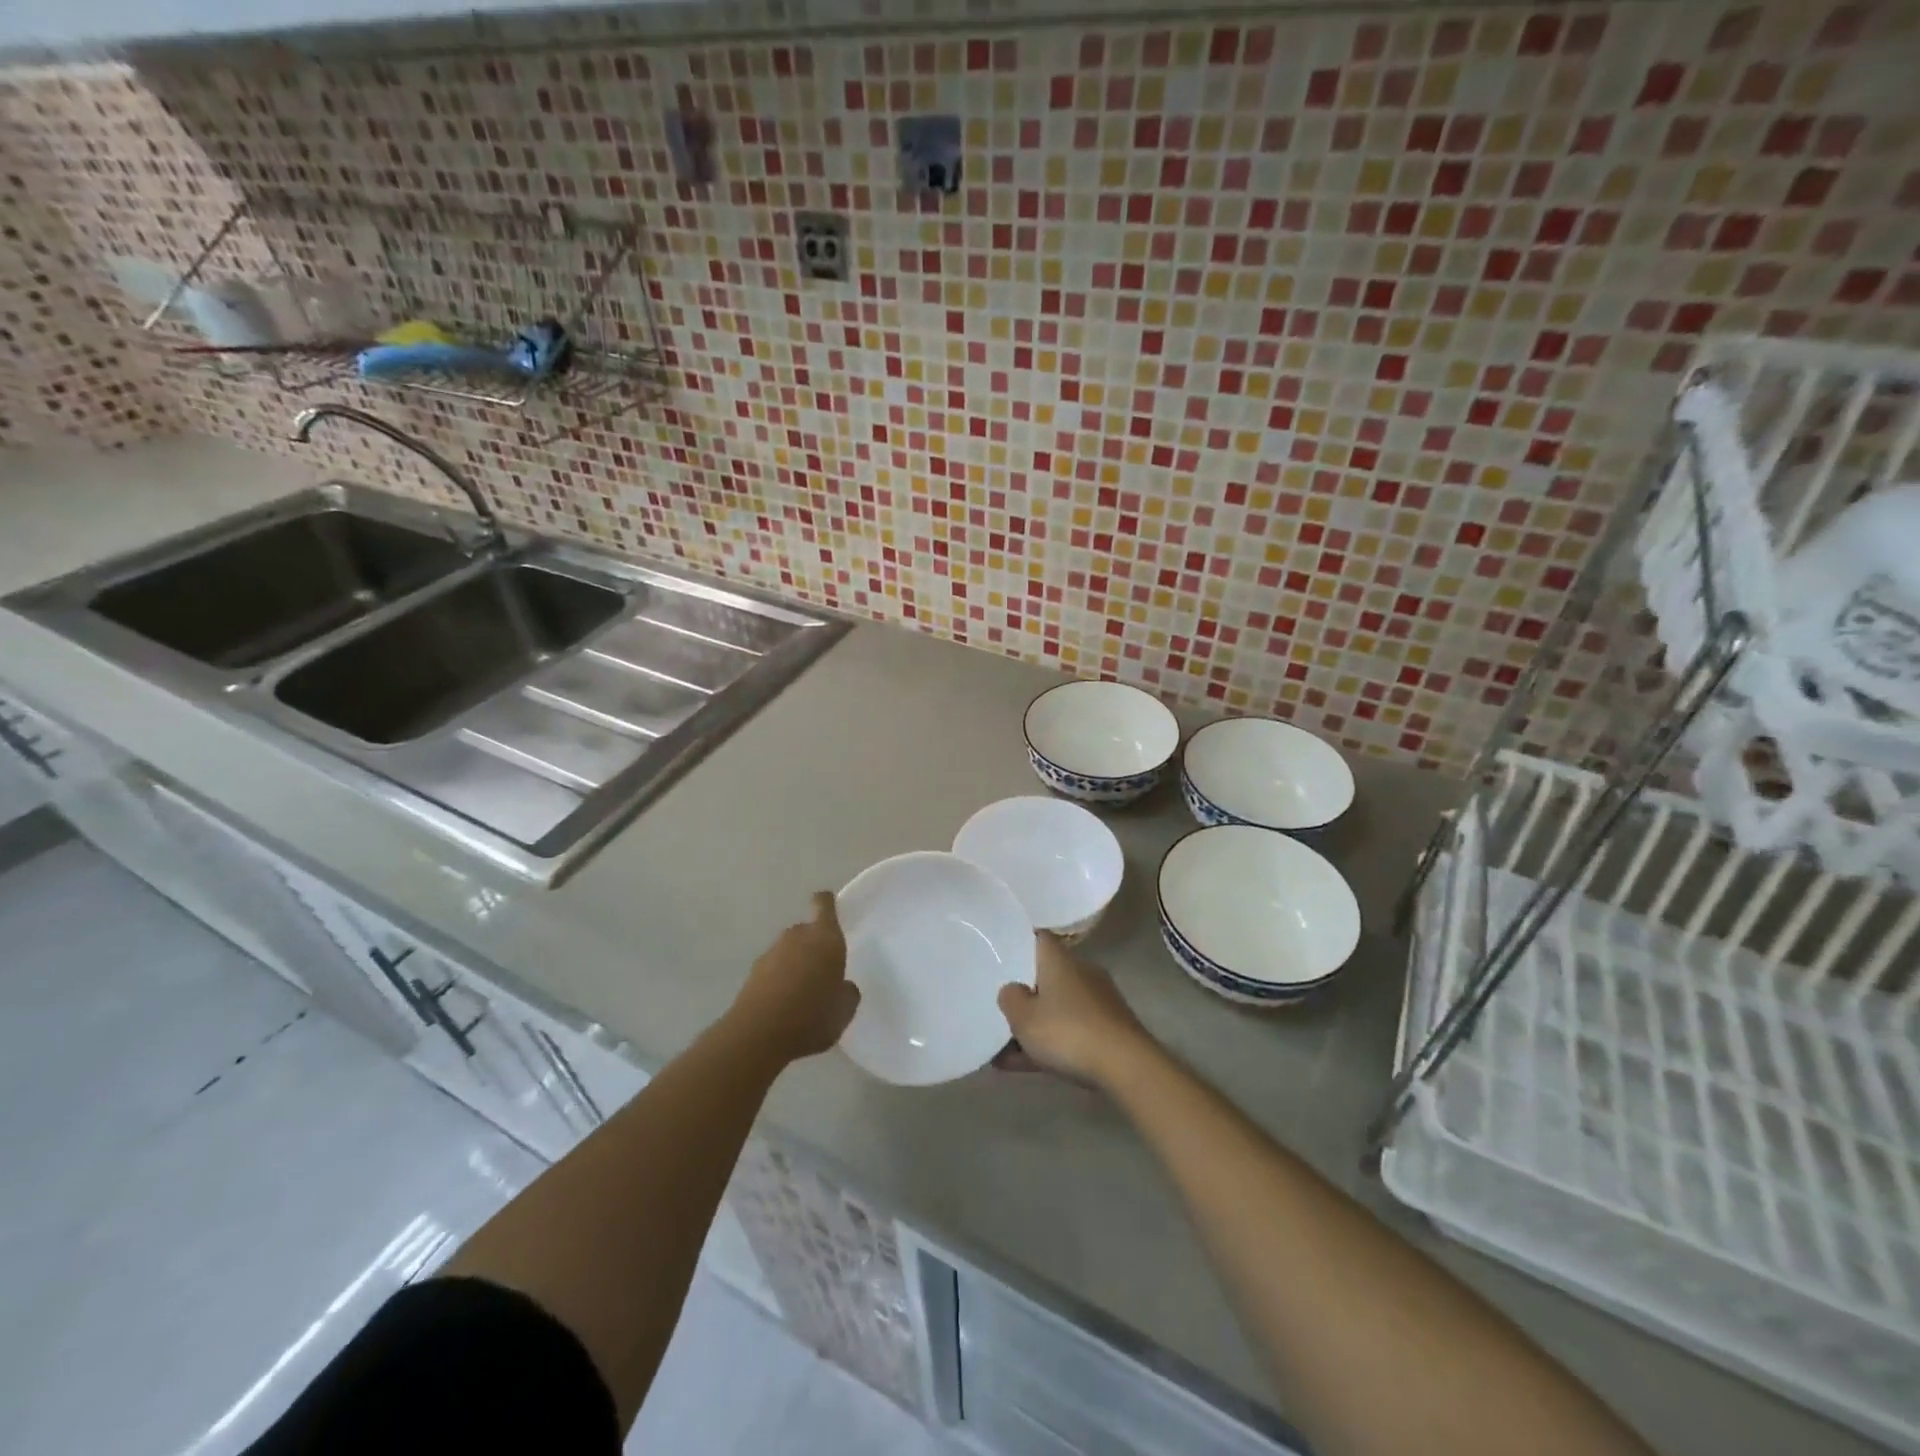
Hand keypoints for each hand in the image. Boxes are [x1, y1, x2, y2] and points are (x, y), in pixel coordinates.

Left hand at [729, 892, 859, 1064]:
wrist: (758, 1035)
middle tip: (823, 969)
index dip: (826, 903)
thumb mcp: (844, 1010)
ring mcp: (771, 953)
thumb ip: (848, 993)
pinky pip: (773, 969)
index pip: (824, 905)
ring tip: (804, 992)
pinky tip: (784, 1005)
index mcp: (825, 938)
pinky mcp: (753, 973)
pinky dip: (779, 980)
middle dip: (814, 944)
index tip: (829, 906)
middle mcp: (797, 937)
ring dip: (795, 963)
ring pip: (788, 950)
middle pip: (806, 930)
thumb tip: (843, 986)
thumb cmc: (812, 1016)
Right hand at [998, 933, 1154, 1086]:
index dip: (1020, 944)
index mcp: (1060, 960)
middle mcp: (1081, 972)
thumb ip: (1010, 999)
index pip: (1039, 938)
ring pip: (1057, 1008)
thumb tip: (1012, 989)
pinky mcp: (1109, 1029)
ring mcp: (1098, 1002)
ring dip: (1034, 1026)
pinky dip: (1050, 1044)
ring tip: (1002, 1050)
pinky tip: (1023, 1066)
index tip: (1000, 955)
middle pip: (1047, 976)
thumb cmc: (1068, 1031)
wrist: (1126, 1066)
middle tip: (999, 1008)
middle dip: (1024, 994)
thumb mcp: (1024, 1017)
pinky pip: (1071, 1031)